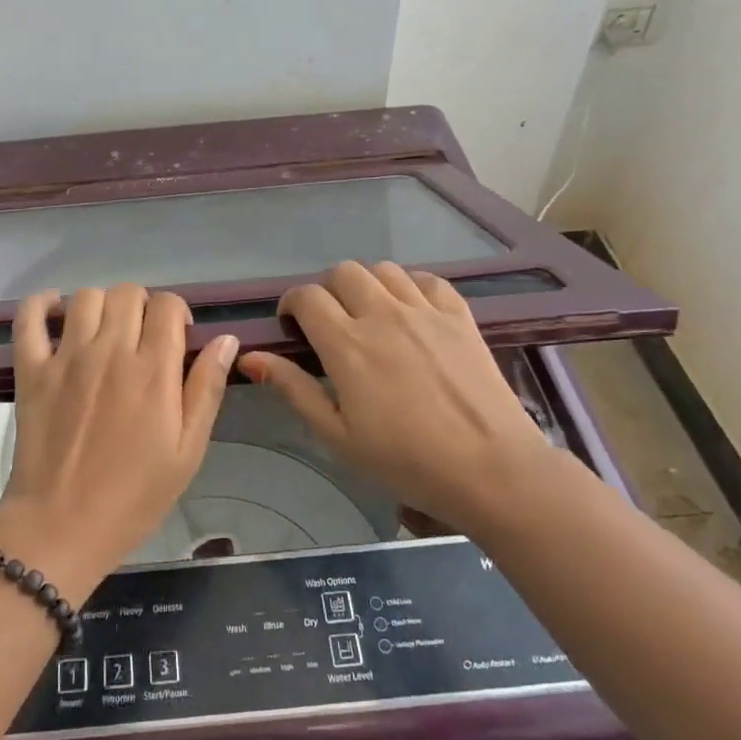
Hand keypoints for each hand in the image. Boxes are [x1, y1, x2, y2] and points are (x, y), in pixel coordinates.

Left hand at [0, 285, 238, 601]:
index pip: (167, 305)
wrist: (62, 526)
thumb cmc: (134, 495)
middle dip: (142, 306)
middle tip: (142, 338)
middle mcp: (109, 351)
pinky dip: (41, 304)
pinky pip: (29, 317)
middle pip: (128, 292)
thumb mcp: (188, 451)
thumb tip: (226, 339)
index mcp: (153, 370)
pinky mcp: (31, 369)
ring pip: (86, 296)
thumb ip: (206, 389)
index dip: (176, 313)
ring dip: (101, 305)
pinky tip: (55, 314)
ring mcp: (65, 357)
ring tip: (104, 332)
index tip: (176, 338)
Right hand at [239, 261, 552, 527]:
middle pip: (344, 272)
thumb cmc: (405, 461)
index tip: (293, 325)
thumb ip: (294, 389)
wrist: (490, 469)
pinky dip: (410, 286)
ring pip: (384, 270)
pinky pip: (428, 280)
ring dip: (367, 285)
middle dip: (328, 291)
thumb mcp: (337, 436)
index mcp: (347, 344)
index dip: (292, 304)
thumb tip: (249, 356)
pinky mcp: (460, 316)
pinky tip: (410, 311)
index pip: (307, 297)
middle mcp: (383, 314)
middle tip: (332, 323)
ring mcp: (425, 311)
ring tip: (370, 314)